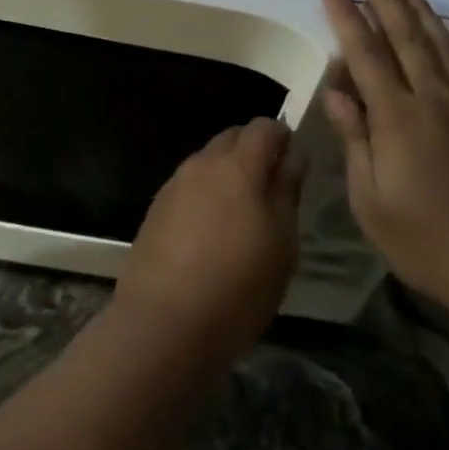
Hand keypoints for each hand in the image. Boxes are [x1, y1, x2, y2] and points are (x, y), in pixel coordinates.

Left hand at [115, 119, 302, 367]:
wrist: (164, 323)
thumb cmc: (238, 286)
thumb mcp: (282, 244)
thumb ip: (287, 192)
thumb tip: (292, 157)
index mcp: (238, 165)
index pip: (263, 126)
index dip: (282, 138)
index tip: (292, 166)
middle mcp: (203, 163)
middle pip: (232, 138)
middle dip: (253, 153)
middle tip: (269, 193)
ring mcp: (175, 183)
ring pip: (208, 162)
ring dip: (226, 176)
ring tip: (240, 218)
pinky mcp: (156, 207)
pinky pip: (188, 187)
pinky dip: (204, 196)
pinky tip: (209, 235)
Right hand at [320, 0, 448, 316]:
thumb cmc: (426, 239)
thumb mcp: (371, 199)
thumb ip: (355, 140)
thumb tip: (336, 92)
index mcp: (397, 116)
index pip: (365, 52)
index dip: (346, 16)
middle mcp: (433, 99)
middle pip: (406, 37)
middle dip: (384, 1)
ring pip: (442, 45)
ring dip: (422, 12)